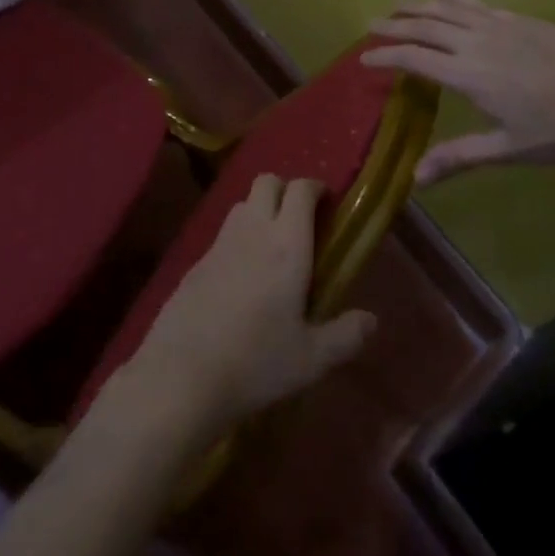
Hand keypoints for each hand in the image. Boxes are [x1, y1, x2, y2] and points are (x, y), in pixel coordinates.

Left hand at [121, 175, 375, 429]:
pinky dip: (239, 236)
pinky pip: (224, 232)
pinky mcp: (197, 259)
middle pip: (267, 181)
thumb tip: (371, 320)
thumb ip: (345, 335)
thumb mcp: (311, 359)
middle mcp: (253, 230)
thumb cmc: (256, 362)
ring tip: (274, 244)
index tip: (327, 202)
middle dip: (286, 189)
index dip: (315, 187)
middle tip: (301, 219)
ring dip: (261, 209)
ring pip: (243, 203)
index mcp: (287, 244)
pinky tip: (243, 273)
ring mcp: (221, 241)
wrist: (183, 374)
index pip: (300, 190)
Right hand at [363, 0, 554, 183]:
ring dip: (418, 5)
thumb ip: (460, 157)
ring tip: (398, 5)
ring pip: (448, 8)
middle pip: (425, 25)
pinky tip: (447, 1)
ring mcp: (499, 25)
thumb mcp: (508, 149)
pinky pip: (474, 4)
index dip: (385, 56)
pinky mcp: (519, 19)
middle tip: (371, 25)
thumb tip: (415, 178)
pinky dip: (451, 0)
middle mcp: (476, 42)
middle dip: (394, 24)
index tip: (363, 58)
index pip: (414, 58)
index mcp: (469, 75)